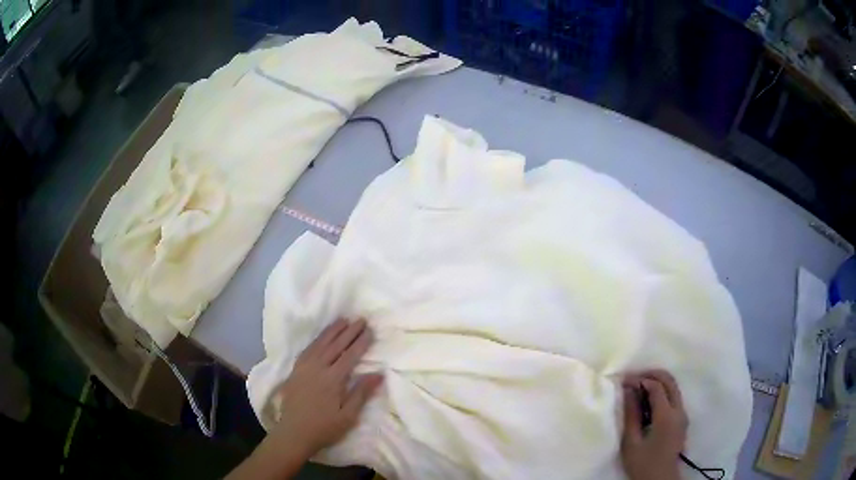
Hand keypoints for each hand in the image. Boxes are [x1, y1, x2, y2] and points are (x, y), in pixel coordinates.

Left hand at [268, 318, 383, 456]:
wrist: (294, 433)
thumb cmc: (325, 427)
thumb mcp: (348, 415)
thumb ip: (362, 393)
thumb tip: (379, 373)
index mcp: (332, 379)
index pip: (350, 355)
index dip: (361, 342)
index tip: (370, 330)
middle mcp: (317, 368)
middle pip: (335, 345)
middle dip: (349, 331)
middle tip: (361, 319)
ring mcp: (304, 368)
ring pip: (320, 344)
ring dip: (332, 331)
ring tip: (343, 320)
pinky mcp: (295, 370)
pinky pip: (308, 349)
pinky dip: (317, 339)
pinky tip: (322, 336)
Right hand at [621, 370, 687, 479]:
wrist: (659, 479)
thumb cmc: (643, 463)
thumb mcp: (631, 442)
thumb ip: (631, 414)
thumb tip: (628, 390)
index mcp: (666, 416)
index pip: (656, 386)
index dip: (640, 379)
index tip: (623, 380)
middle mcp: (679, 410)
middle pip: (670, 380)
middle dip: (652, 374)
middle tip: (633, 378)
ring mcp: (683, 414)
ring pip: (674, 387)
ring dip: (658, 382)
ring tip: (639, 387)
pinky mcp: (682, 420)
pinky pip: (675, 397)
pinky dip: (662, 391)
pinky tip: (648, 401)